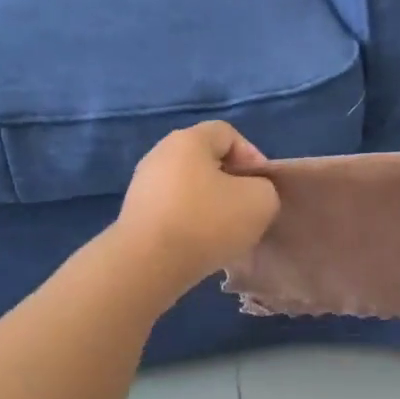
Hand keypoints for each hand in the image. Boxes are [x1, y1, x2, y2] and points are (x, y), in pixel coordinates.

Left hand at [118, 122, 279, 295]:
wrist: (148, 264)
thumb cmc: (207, 222)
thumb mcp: (260, 201)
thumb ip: (264, 188)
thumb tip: (249, 194)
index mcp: (188, 140)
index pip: (227, 133)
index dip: (252, 156)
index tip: (262, 187)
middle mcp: (160, 155)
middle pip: (206, 161)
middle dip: (232, 184)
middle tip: (247, 211)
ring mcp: (143, 185)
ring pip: (190, 188)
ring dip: (211, 206)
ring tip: (226, 233)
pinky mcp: (135, 215)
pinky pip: (173, 211)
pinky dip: (190, 223)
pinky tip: (200, 245)